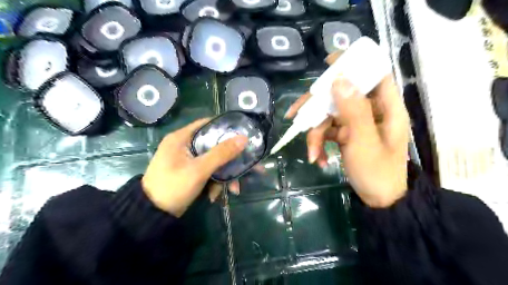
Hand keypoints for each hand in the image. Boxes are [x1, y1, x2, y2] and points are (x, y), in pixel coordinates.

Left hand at [142, 119, 249, 217]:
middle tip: (247, 166)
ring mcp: (187, 160)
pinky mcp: (189, 172)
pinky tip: (215, 196)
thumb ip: (222, 153)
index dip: (226, 128)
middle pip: (214, 145)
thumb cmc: (173, 187)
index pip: (207, 124)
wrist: (152, 215)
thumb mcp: (199, 170)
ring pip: (213, 160)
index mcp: (182, 138)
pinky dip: (214, 182)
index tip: (243, 135)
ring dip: (224, 175)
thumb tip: (244, 138)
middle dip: (230, 159)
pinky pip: (207, 171)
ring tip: (234, 190)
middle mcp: (184, 145)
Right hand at [287, 64, 409, 206]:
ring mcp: (357, 124)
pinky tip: (318, 158)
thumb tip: (339, 79)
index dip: (354, 65)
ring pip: (331, 116)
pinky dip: (321, 143)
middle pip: (342, 96)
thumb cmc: (377, 173)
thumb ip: (354, 110)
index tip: (329, 63)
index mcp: (386, 109)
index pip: (374, 75)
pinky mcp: (347, 135)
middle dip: (318, 108)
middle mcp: (371, 112)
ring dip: (317, 134)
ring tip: (311, 153)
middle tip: (295, 114)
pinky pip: (329, 131)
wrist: (378, 202)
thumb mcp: (364, 142)